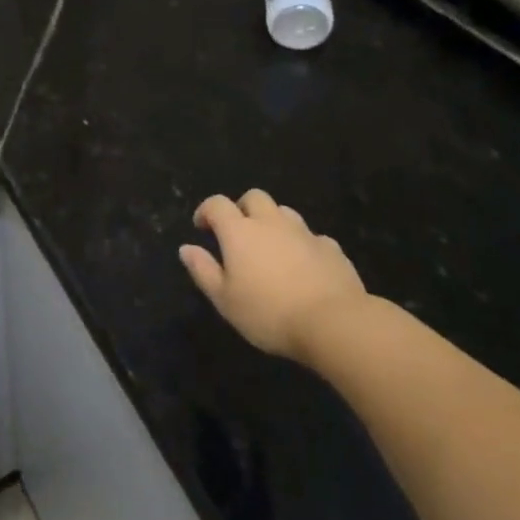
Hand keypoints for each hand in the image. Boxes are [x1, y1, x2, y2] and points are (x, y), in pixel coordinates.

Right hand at [180, 190, 367, 361]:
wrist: (333, 322)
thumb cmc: (269, 313)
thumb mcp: (224, 300)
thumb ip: (203, 270)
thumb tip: (186, 248)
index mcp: (239, 232)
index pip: (217, 204)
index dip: (206, 211)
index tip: (202, 228)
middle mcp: (271, 223)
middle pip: (253, 197)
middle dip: (242, 208)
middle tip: (238, 233)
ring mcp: (304, 233)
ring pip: (284, 212)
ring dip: (273, 222)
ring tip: (270, 248)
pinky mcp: (331, 248)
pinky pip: (312, 237)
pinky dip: (302, 244)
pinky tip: (304, 266)